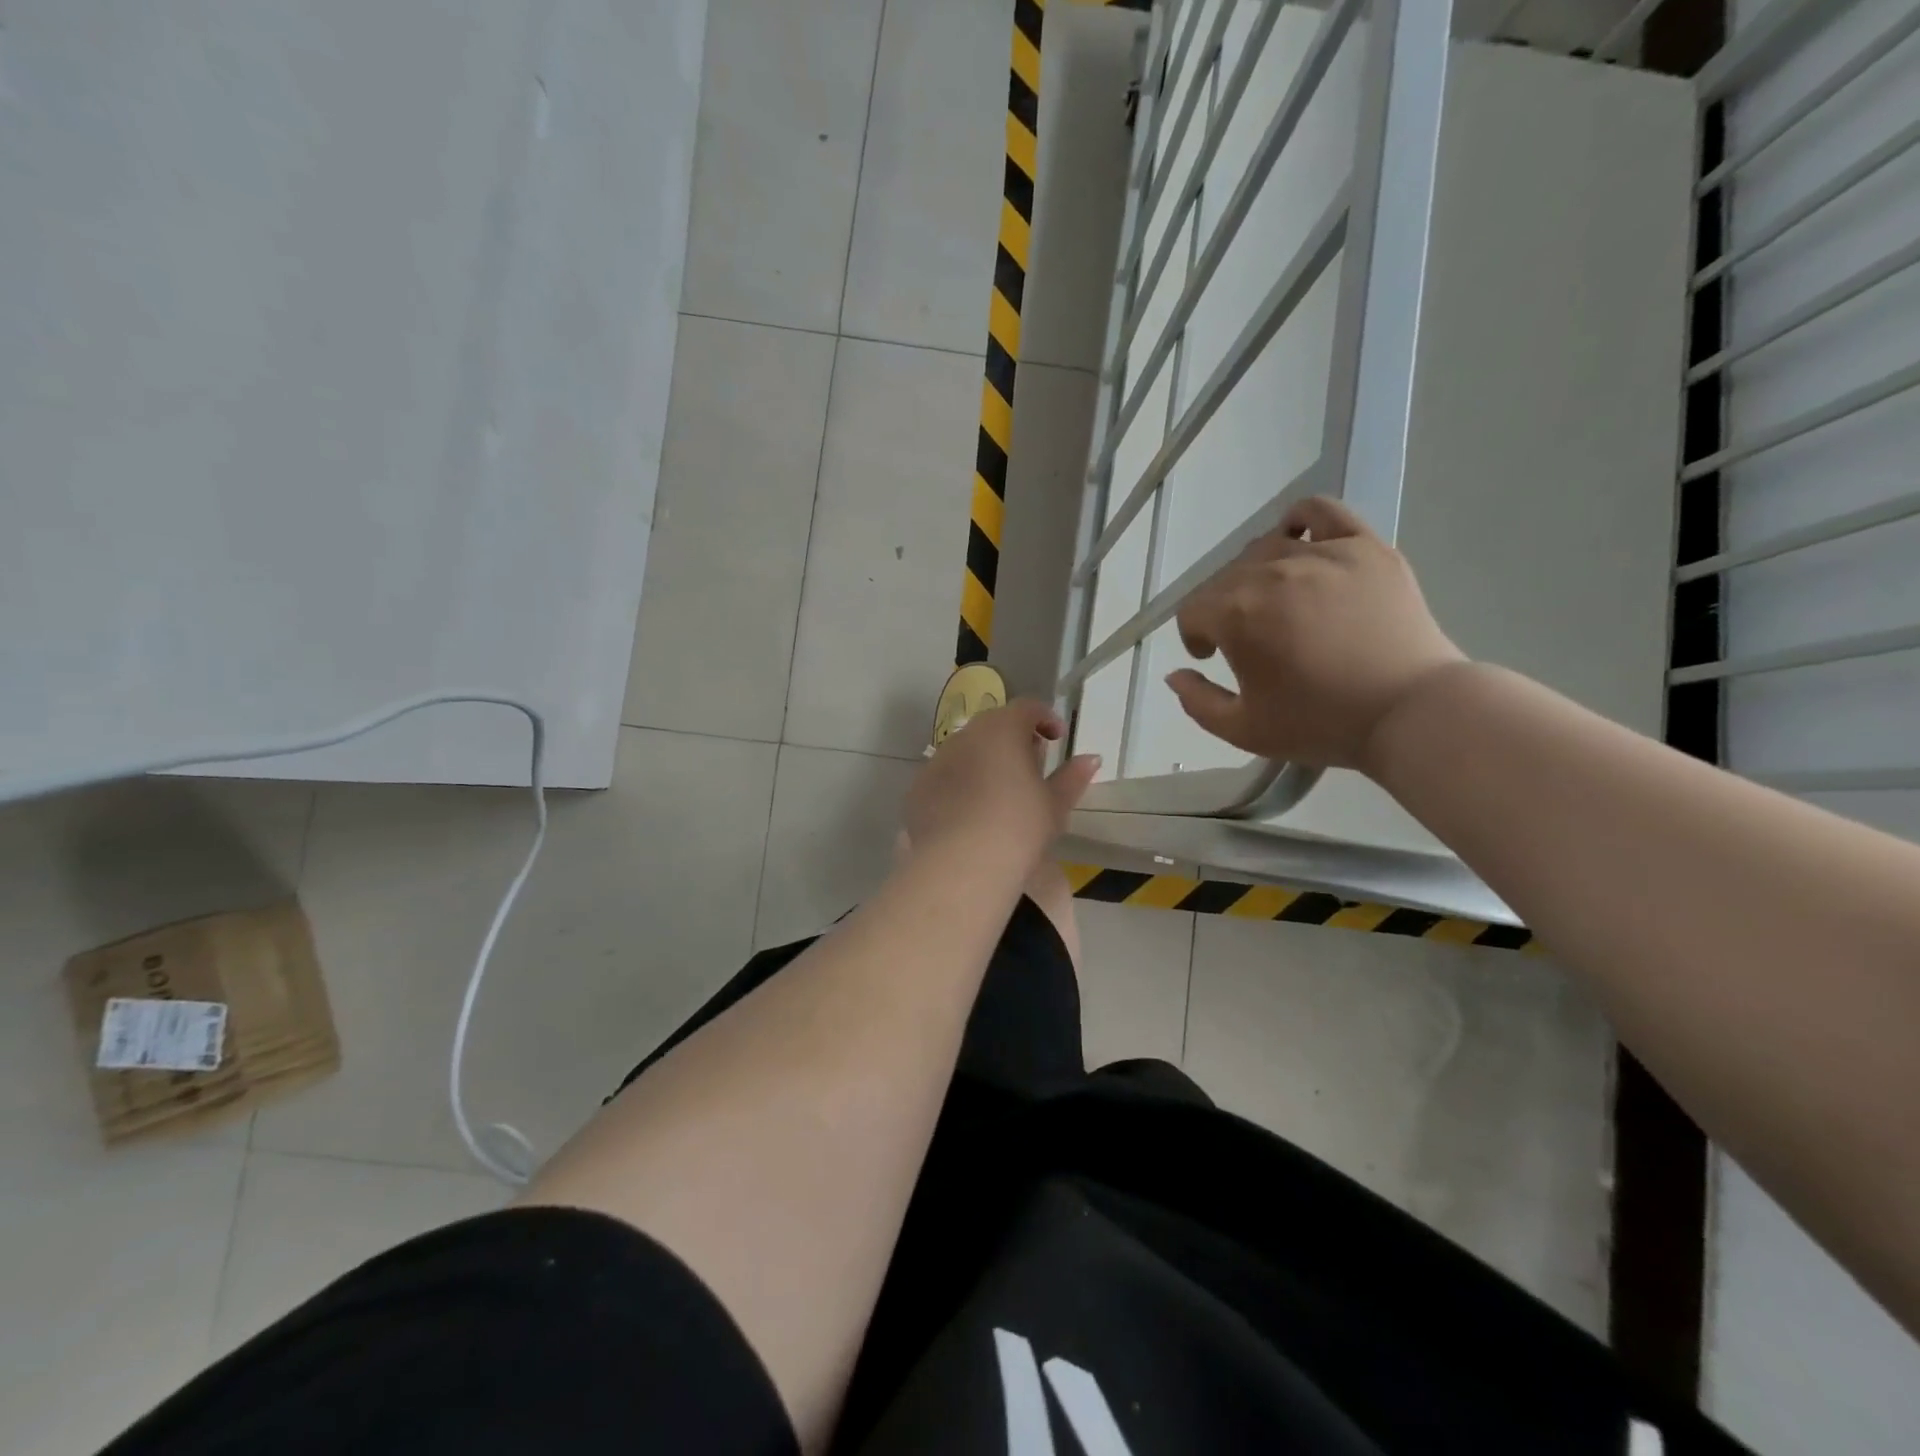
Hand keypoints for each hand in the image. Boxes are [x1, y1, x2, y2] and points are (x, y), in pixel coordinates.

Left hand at [904, 700, 1100, 868]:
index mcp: (1002, 729)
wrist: (959, 864)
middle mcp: (966, 735)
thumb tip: (1091, 758)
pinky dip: (961, 783)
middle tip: (1031, 765)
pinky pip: (946, 776)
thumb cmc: (1017, 827)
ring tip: (1001, 792)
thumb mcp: (1054, 804)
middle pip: (993, 725)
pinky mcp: (918, 788)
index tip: (1056, 739)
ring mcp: (937, 760)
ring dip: (985, 760)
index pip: (1027, 707)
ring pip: (966, 750)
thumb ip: (1072, 777)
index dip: (1045, 718)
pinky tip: (971, 813)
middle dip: (1014, 738)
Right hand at [1165, 496, 1464, 772]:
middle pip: (1224, 579)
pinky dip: (1301, 520)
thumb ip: (1197, 702)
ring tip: (1275, 602)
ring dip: (1255, 575)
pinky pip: (1321, 511)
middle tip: (1246, 640)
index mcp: (1236, 615)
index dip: (1195, 638)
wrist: (1410, 712)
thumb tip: (1175, 675)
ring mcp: (1321, 554)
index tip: (1212, 658)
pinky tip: (1300, 542)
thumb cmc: (1320, 724)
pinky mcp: (1364, 547)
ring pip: (1265, 547)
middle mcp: (1270, 573)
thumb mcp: (1243, 730)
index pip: (1192, 611)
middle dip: (1223, 610)